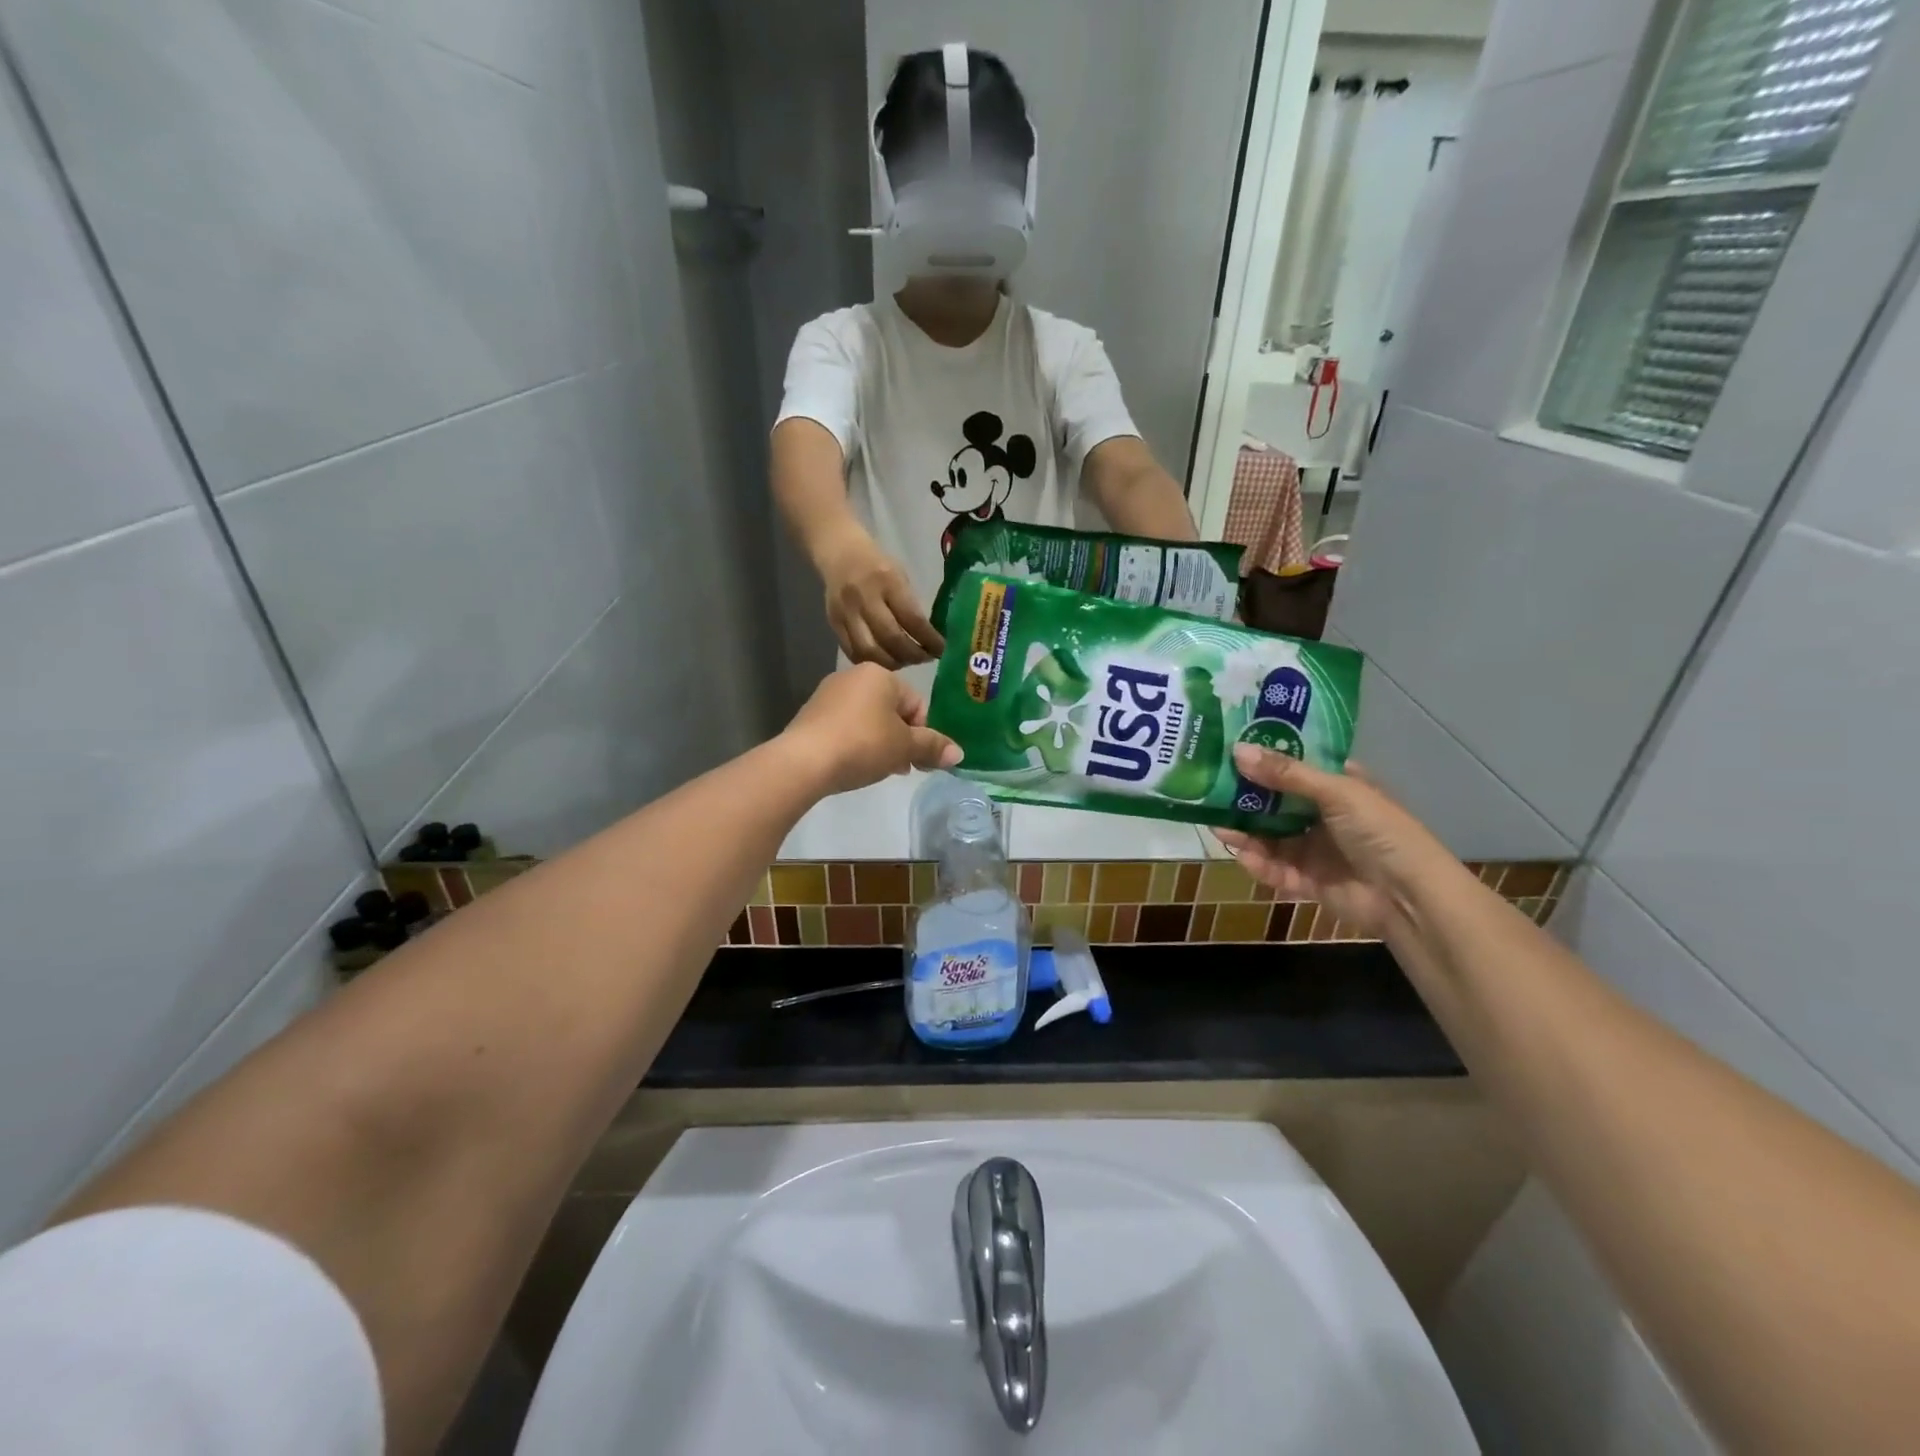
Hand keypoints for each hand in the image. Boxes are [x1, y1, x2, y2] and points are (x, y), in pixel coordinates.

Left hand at [782, 664, 962, 795]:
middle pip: (892, 710)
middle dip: (902, 739)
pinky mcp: (811, 714)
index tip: (919, 759)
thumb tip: (958, 753)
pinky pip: (845, 727)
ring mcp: (829, 694)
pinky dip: (856, 743)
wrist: (804, 760)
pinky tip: (854, 765)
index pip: (916, 703)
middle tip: (902, 767)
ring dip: (880, 743)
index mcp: (881, 674)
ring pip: (868, 719)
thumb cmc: (863, 745)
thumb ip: (932, 747)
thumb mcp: (904, 747)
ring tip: (878, 769)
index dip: (923, 734)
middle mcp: (854, 676)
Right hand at [818, 532, 944, 668]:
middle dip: (912, 655)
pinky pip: (853, 653)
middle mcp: (865, 598)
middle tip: (925, 659)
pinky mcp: (834, 624)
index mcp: (888, 581)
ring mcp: (846, 613)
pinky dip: (872, 662)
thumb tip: (928, 639)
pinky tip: (884, 661)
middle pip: (891, 639)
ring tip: (905, 662)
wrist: (840, 554)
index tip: (942, 650)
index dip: (929, 640)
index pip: (912, 619)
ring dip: (892, 663)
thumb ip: (911, 606)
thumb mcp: (900, 577)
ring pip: (870, 651)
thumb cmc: (878, 566)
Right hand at [1214, 745, 1456, 937]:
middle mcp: (1323, 815)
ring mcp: (1314, 849)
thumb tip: (1237, 750)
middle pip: (1275, 803)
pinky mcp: (1307, 881)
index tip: (1229, 747)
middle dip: (1245, 798)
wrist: (1409, 897)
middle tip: (1209, 788)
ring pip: (1270, 837)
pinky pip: (1275, 869)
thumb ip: (1286, 774)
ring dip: (1246, 832)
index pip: (1295, 766)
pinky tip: (1241, 855)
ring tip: (1216, 824)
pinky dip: (1258, 863)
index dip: (1265, 757)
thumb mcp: (1337, 792)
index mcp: (1338, 787)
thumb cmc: (1381, 832)